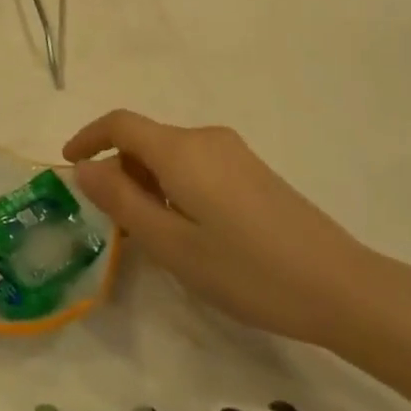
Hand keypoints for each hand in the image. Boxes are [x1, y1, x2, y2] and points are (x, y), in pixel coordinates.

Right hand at [64, 110, 376, 346]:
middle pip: (145, 139)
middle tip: (112, 221)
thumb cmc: (247, 270)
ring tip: (150, 233)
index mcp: (181, 151)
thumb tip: (84, 168)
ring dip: (147, 181)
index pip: (120, 123)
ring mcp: (234, 152)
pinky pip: (196, 164)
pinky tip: (188, 229)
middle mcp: (206, 138)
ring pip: (170, 154)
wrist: (341, 287)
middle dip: (119, 170)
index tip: (68, 165)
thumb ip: (121, 202)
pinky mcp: (252, 170)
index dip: (88, 138)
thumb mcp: (172, 245)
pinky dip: (174, 185)